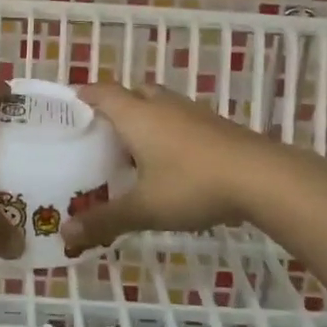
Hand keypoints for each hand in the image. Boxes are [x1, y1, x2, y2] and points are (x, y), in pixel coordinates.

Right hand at [63, 82, 276, 254]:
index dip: (83, 96)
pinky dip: (168, 131)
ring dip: (144, 118)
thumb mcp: (144, 208)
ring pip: (160, 105)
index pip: (102, 93)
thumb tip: (65, 234)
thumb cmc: (192, 185)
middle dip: (115, 106)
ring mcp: (192, 113)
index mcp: (136, 115)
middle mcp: (161, 105)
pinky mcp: (215, 126)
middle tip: (101, 131)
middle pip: (132, 93)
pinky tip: (170, 161)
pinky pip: (180, 119)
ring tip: (133, 148)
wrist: (261, 178)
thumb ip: (104, 220)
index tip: (69, 105)